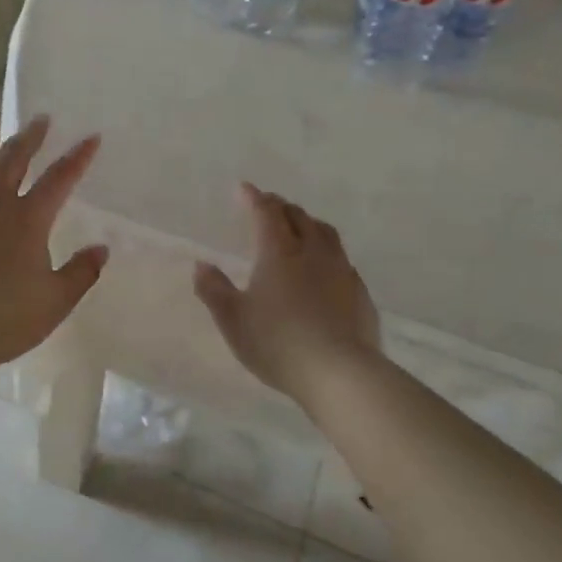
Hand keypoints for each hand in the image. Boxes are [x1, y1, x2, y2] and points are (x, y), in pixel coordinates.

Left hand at [0, 115, 107, 365]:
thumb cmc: (5, 319)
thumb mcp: (56, 300)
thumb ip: (82, 272)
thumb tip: (101, 249)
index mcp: (28, 218)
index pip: (60, 178)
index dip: (78, 157)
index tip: (91, 138)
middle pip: (12, 158)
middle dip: (30, 135)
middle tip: (39, 119)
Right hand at [194, 184, 379, 402]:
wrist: (339, 373)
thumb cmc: (277, 342)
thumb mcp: (233, 320)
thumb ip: (214, 289)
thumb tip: (201, 265)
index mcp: (278, 252)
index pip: (266, 213)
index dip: (254, 198)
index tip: (244, 188)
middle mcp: (312, 252)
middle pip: (299, 217)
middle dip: (281, 207)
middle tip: (269, 206)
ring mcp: (341, 271)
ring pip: (326, 233)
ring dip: (308, 223)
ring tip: (300, 227)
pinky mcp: (360, 293)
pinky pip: (342, 260)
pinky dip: (327, 252)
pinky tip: (325, 268)